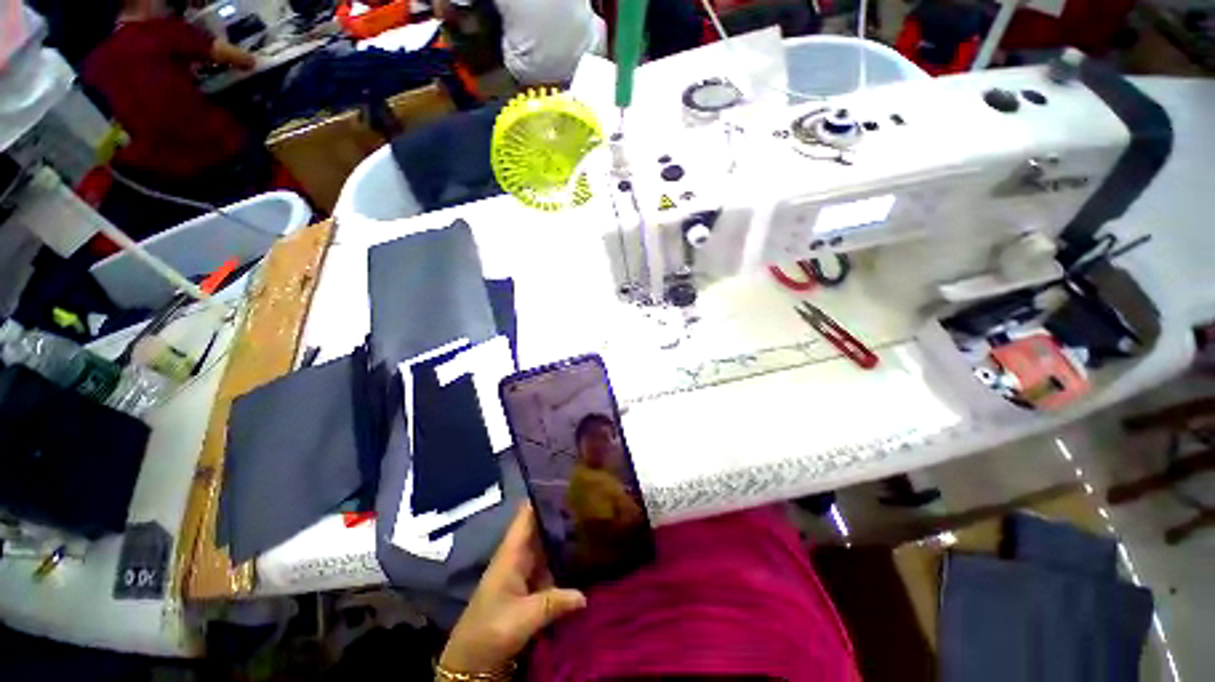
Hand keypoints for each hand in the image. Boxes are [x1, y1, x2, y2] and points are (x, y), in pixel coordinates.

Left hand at [439, 503, 586, 673]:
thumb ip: (555, 602)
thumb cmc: (492, 629)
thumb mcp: (524, 617)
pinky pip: (548, 563)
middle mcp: (518, 554)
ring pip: (545, 544)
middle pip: (540, 526)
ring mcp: (523, 570)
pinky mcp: (528, 585)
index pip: (526, 514)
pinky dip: (562, 556)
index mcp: (512, 552)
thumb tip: (585, 595)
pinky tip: (581, 553)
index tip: (565, 483)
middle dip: (559, 514)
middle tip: (588, 501)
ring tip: (589, 520)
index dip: (542, 497)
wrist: (471, 659)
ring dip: (563, 534)